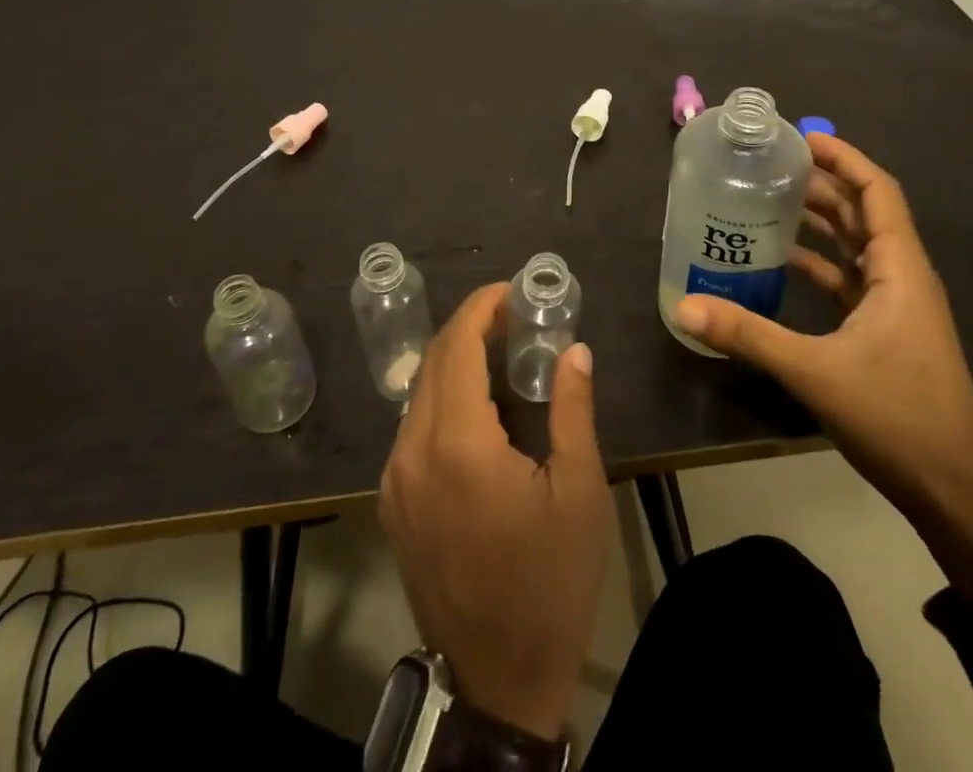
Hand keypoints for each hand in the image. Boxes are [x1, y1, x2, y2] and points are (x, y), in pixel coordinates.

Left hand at [379, 283, 610, 738]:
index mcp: (458, 445)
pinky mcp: (393, 505)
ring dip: (453, 361)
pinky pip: (411, 428)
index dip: (480, 309)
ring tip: (498, 352)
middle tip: (512, 317)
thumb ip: (574, 409)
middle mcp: (412, 454)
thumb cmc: (550, 582)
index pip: (456, 348)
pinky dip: (440, 397)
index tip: (511, 292)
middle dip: (469, 328)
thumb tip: (575, 349)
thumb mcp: (579, 492)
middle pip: (433, 363)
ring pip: (417, 393)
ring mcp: (395, 481)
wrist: (501, 680)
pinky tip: (476, 405)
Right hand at [673, 134, 972, 595]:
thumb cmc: (897, 417)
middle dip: (821, 182)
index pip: (876, 191)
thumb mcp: (816, 372)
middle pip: (862, 211)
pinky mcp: (884, 329)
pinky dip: (818, 261)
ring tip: (768, 198)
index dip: (844, 157)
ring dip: (819, 219)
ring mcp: (895, 304)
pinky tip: (781, 260)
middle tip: (769, 164)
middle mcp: (901, 276)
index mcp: (899, 269)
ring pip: (855, 243)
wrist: (954, 490)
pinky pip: (848, 277)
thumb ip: (749, 335)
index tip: (801, 137)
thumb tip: (684, 307)